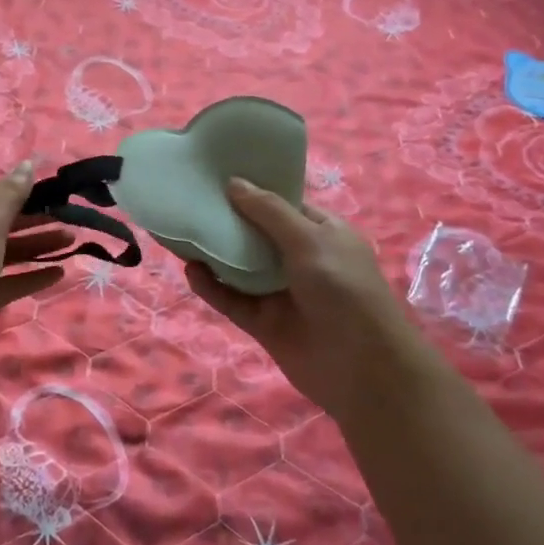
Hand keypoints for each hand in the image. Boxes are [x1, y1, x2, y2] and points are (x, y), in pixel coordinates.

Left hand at [0, 161, 69, 383]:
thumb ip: (11, 194)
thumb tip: (28, 164)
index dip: (4, 188)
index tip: (35, 193)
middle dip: (30, 218)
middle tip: (65, 216)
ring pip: (6, 251)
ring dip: (37, 245)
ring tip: (72, 241)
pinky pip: (10, 281)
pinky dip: (32, 275)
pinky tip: (60, 273)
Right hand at [185, 179, 417, 427]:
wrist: (363, 369)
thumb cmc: (344, 290)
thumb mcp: (310, 240)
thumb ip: (269, 211)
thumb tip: (233, 183)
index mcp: (321, 232)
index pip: (281, 204)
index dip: (252, 190)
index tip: (215, 176)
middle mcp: (299, 258)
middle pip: (255, 234)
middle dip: (226, 219)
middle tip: (188, 200)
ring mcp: (279, 292)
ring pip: (238, 267)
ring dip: (213, 253)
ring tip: (180, 232)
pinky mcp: (263, 322)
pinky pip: (231, 299)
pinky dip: (211, 286)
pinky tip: (191, 271)